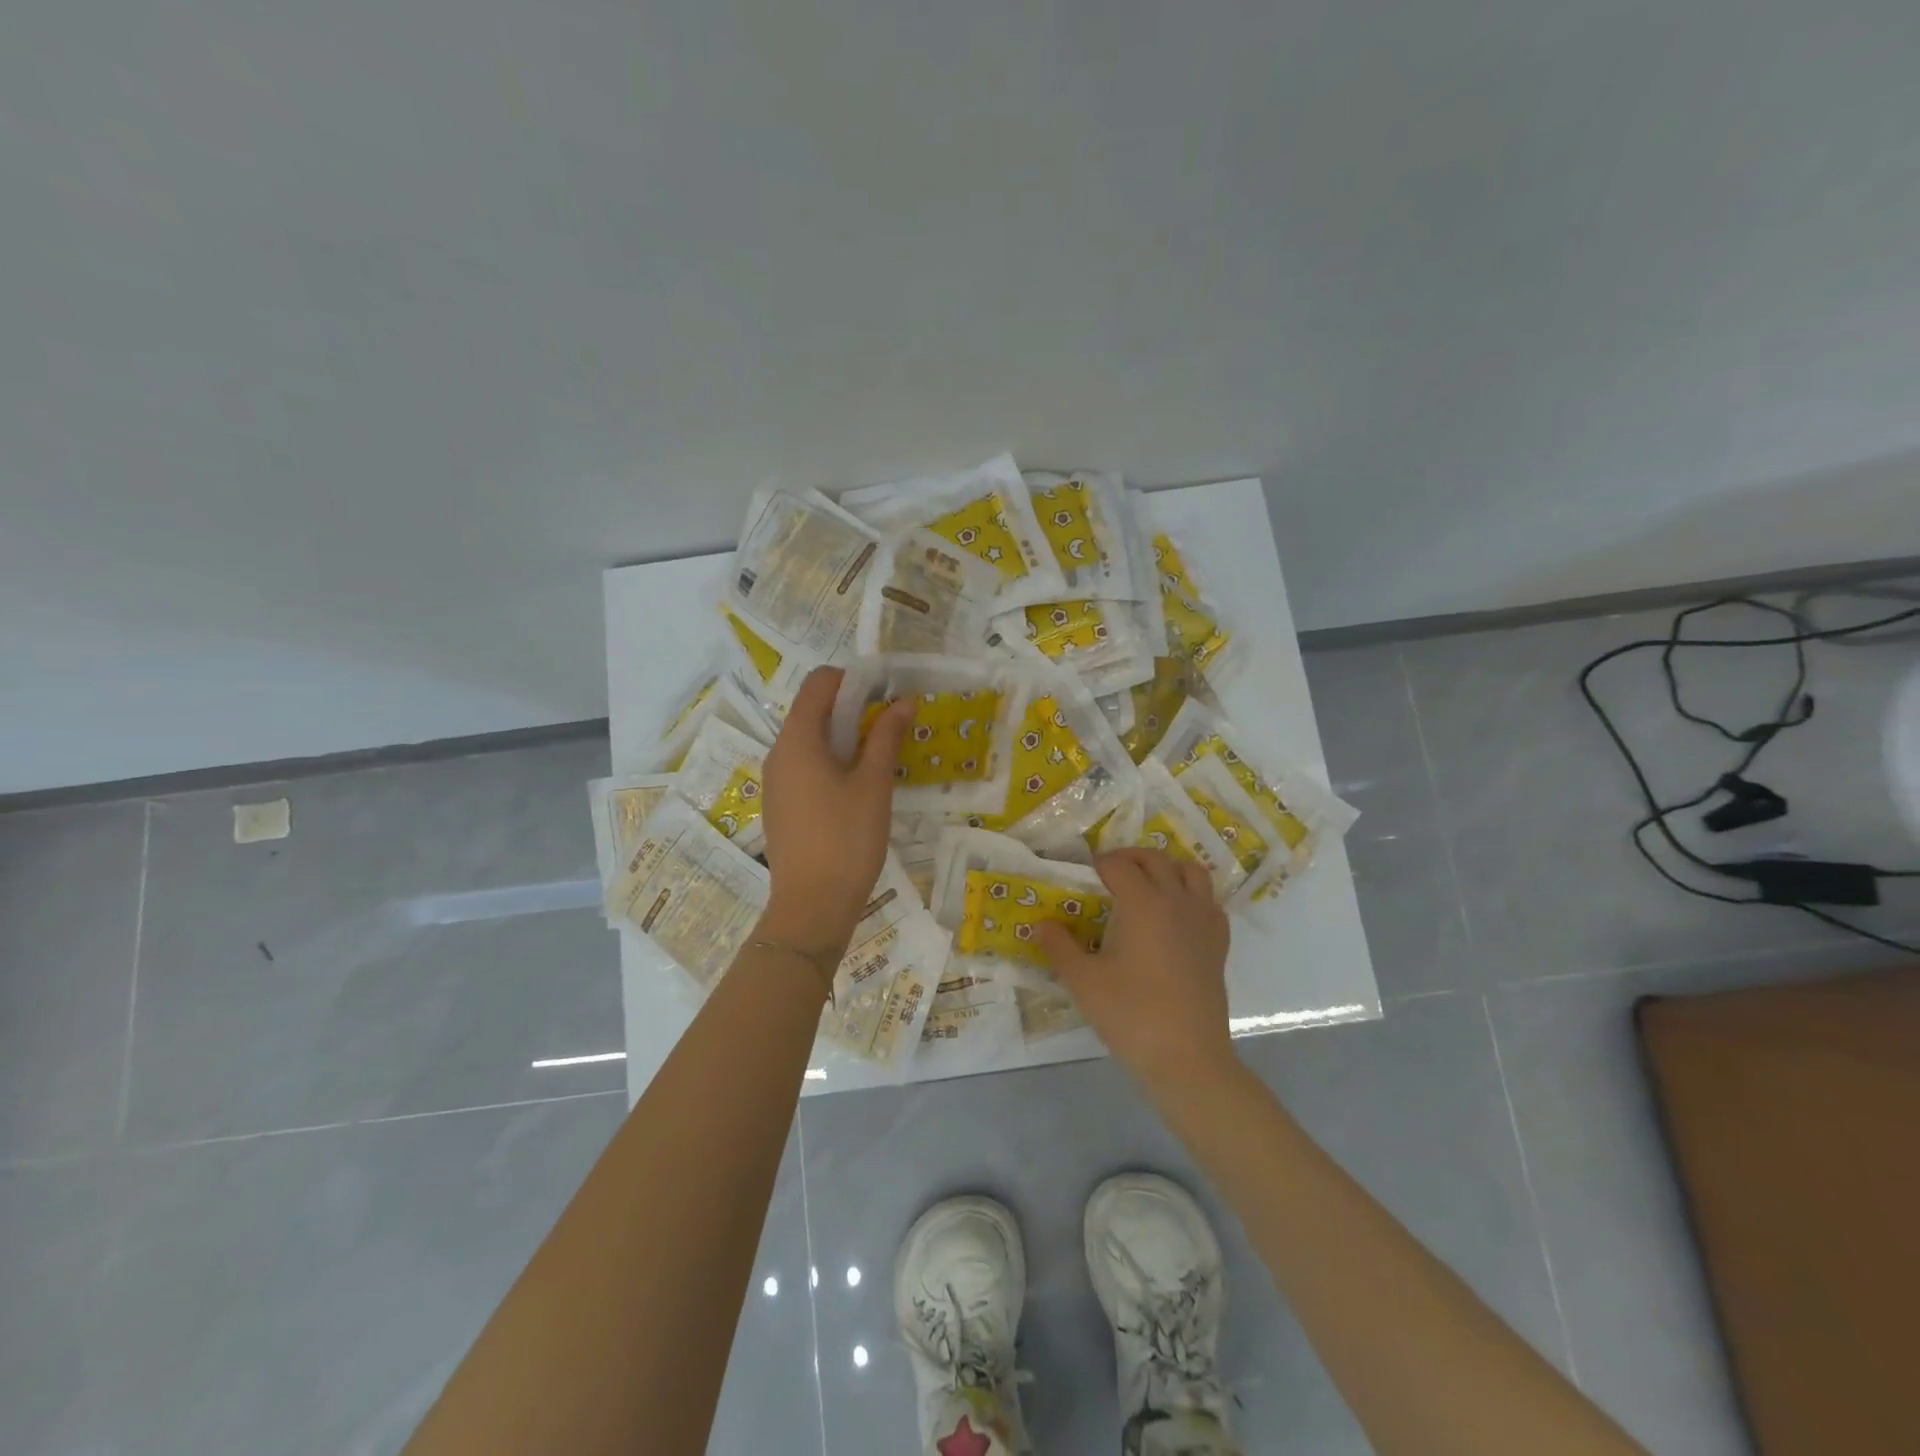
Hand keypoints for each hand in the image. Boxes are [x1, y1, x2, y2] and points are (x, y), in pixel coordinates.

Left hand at [758, 667, 914, 946]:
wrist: (812, 906)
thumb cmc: (847, 839)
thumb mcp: (874, 784)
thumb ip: (886, 737)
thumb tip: (903, 701)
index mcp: (797, 740)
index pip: (819, 683)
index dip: (853, 679)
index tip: (886, 694)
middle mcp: (779, 753)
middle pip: (812, 710)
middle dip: (852, 708)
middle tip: (891, 724)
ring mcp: (776, 781)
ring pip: (809, 740)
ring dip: (844, 736)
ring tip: (880, 755)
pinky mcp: (781, 805)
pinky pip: (805, 766)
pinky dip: (831, 761)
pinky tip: (857, 786)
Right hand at [1036, 849, 1233, 1086]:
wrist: (1187, 1060)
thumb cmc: (1131, 1016)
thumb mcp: (1083, 982)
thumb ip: (1060, 947)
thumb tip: (1041, 924)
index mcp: (1143, 903)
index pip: (1118, 865)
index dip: (1097, 864)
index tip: (1082, 875)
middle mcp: (1177, 901)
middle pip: (1155, 859)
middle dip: (1129, 858)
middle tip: (1108, 873)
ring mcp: (1203, 922)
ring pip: (1191, 872)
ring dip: (1166, 868)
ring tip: (1146, 885)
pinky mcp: (1219, 944)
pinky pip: (1209, 902)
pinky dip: (1192, 896)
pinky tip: (1176, 916)